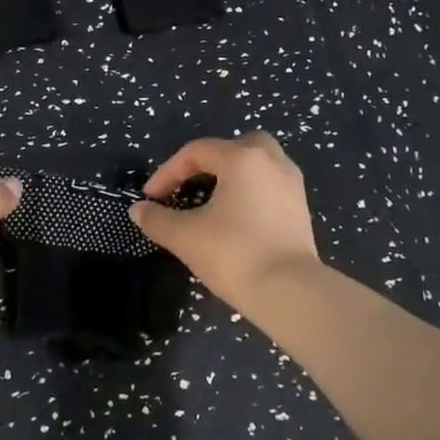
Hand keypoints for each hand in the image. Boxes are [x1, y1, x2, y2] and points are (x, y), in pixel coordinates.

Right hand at [130, 132, 321, 314]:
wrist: (290, 293)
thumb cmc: (234, 254)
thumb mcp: (185, 236)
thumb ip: (157, 219)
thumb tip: (138, 210)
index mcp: (242, 158)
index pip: (196, 152)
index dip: (167, 172)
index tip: (150, 198)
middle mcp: (271, 162)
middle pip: (236, 146)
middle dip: (209, 162)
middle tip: (189, 185)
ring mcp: (292, 185)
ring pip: (258, 165)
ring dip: (232, 176)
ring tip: (211, 201)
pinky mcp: (301, 210)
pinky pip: (269, 186)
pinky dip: (250, 192)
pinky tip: (235, 218)